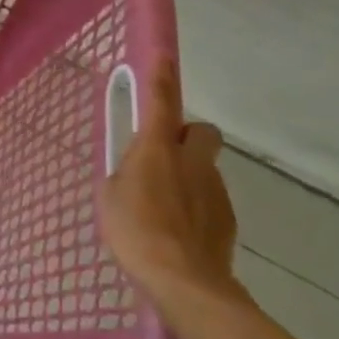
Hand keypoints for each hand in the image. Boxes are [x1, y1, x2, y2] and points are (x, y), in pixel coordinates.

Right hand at [100, 56, 243, 314]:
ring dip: (189, 176)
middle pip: (201, 131)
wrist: (185, 282)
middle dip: (187, 137)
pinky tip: (181, 231)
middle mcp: (191, 161)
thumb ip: (124, 176)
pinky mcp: (227, 219)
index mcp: (157, 149)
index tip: (165, 57)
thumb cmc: (136, 231)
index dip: (162, 77)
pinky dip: (197, 207)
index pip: (161, 101)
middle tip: (165, 156)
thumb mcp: (111, 197)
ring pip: (205, 168)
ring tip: (166, 208)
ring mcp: (214, 190)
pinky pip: (210, 199)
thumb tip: (134, 174)